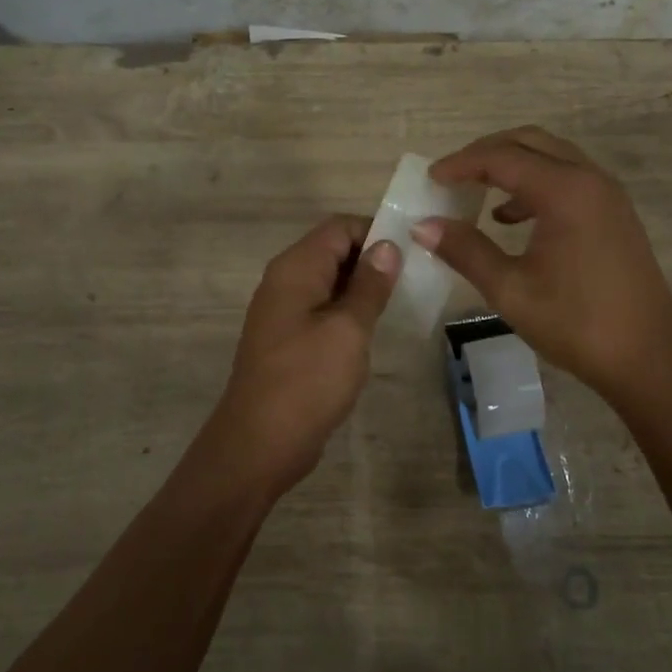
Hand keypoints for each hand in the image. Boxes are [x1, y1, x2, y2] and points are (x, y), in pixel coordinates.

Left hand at [208, 215, 401, 492]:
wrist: (258, 445)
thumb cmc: (307, 381)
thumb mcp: (348, 329)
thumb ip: (369, 285)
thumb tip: (387, 246)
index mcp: (295, 268)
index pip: (339, 227)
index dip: (375, 233)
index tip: (411, 253)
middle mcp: (284, 281)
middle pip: (333, 251)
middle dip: (371, 260)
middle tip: (412, 279)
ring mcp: (283, 311)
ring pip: (329, 282)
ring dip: (361, 288)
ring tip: (399, 302)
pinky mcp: (287, 339)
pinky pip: (321, 309)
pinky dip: (347, 312)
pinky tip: (371, 331)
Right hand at [414, 126, 671, 395]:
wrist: (650, 358)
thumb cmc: (577, 324)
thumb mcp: (511, 289)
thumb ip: (466, 251)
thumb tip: (423, 226)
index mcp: (565, 191)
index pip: (502, 157)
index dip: (462, 164)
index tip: (430, 178)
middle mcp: (589, 179)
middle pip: (529, 142)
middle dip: (487, 153)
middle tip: (453, 175)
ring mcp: (606, 194)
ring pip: (551, 157)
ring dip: (513, 166)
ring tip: (477, 191)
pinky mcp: (613, 213)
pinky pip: (567, 179)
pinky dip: (535, 185)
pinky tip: (511, 218)